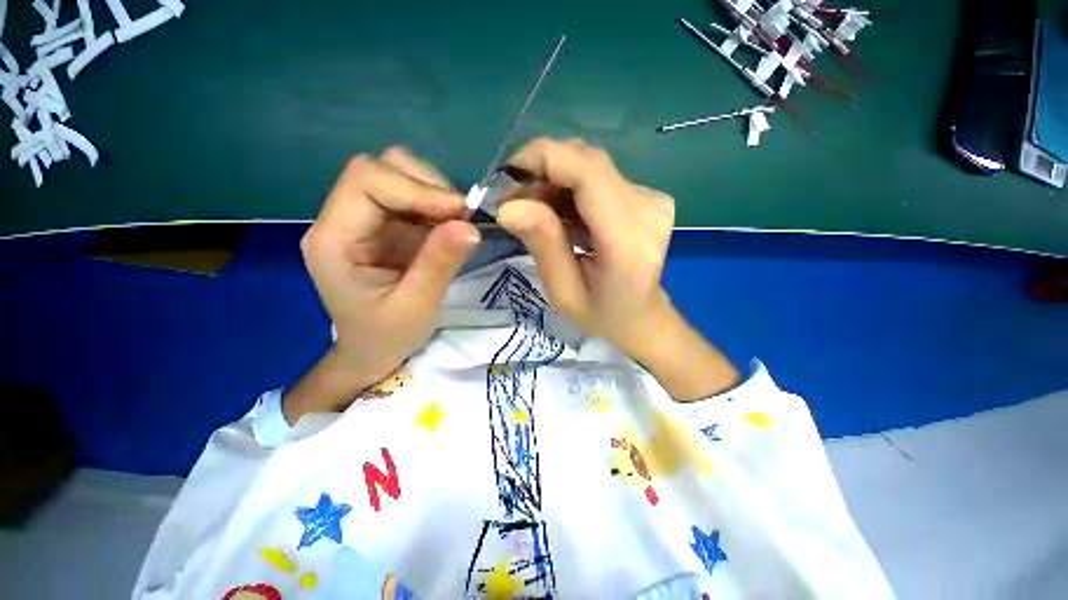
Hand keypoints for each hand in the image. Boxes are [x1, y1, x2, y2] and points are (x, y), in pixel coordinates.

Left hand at [297, 148, 479, 404]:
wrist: (373, 352)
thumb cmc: (386, 336)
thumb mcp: (417, 306)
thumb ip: (440, 264)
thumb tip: (471, 226)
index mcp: (334, 239)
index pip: (367, 180)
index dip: (416, 187)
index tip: (459, 212)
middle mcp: (343, 219)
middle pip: (381, 168)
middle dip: (427, 186)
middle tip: (461, 218)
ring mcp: (365, 220)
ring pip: (399, 176)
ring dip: (436, 195)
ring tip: (457, 226)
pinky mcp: (386, 226)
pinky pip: (414, 199)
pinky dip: (438, 208)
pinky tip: (450, 231)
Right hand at [496, 138, 674, 356]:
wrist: (642, 317)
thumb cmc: (602, 315)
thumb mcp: (563, 293)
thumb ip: (543, 245)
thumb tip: (507, 206)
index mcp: (628, 241)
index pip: (587, 171)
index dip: (542, 159)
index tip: (504, 179)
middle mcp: (647, 209)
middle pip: (586, 161)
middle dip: (540, 172)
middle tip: (514, 203)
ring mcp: (652, 199)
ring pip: (589, 166)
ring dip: (552, 181)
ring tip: (533, 213)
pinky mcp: (646, 196)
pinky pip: (598, 177)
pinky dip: (569, 188)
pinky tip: (558, 215)